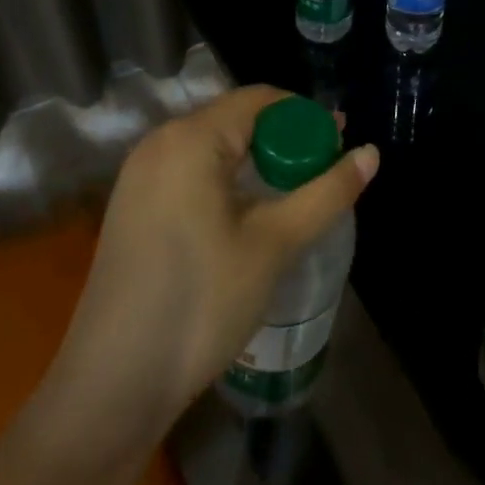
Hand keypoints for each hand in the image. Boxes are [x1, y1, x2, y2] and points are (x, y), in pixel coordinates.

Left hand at [48, 86, 378, 435]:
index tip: (341, 144)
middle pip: (236, 120)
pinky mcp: (133, 207)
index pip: (260, 100)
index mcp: (189, 139)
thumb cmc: (201, 302)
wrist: (113, 384)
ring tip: (298, 192)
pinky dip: (229, 180)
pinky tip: (252, 213)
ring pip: (214, 148)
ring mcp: (139, 177)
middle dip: (285, 139)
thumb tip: (371, 153)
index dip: (306, 116)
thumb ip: (326, 192)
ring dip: (259, 162)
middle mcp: (158, 144)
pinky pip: (192, 172)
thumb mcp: (274, 244)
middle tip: (326, 170)